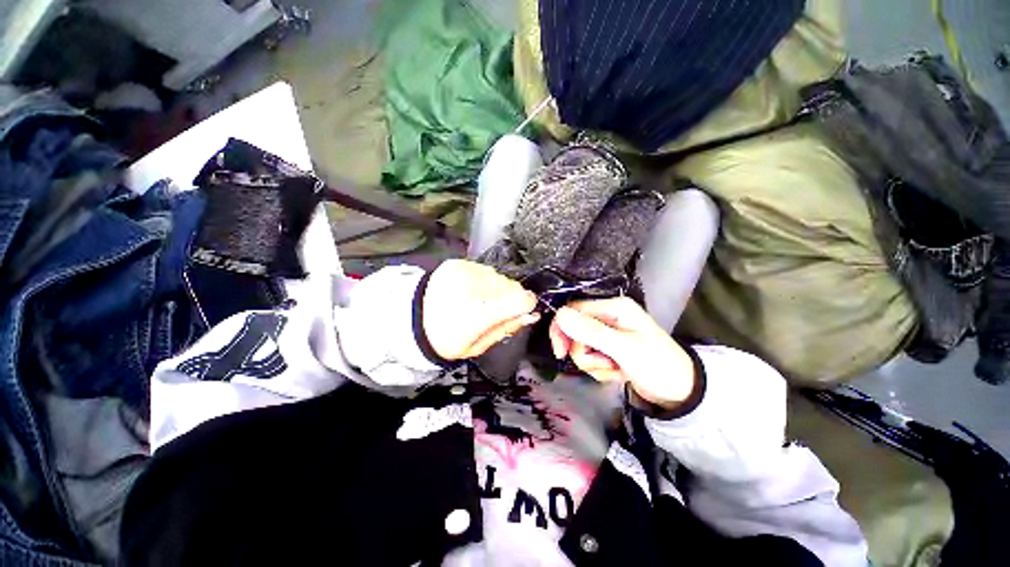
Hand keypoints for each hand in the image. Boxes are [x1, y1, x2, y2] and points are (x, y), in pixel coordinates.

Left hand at [423, 260, 539, 360]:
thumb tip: (531, 314)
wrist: (412, 317)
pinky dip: (483, 281)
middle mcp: (474, 287)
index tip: (522, 311)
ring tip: (477, 300)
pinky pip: (485, 270)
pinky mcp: (458, 263)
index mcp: (477, 314)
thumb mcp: (476, 346)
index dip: (527, 305)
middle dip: (508, 299)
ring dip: (495, 289)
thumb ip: (505, 329)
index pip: (520, 299)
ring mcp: (465, 271)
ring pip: (500, 277)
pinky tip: (469, 291)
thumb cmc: (446, 337)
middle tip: (491, 311)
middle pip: (512, 286)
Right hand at [549, 297, 695, 408]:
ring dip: (594, 363)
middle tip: (602, 365)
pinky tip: (617, 373)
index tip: (560, 353)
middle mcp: (608, 315)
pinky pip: (590, 355)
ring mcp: (608, 332)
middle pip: (575, 329)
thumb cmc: (657, 366)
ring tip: (615, 370)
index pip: (573, 309)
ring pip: (581, 345)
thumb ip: (591, 331)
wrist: (680, 393)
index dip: (562, 329)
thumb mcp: (624, 349)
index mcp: (613, 307)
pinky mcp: (608, 347)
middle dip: (584, 352)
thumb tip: (560, 314)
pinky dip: (599, 368)